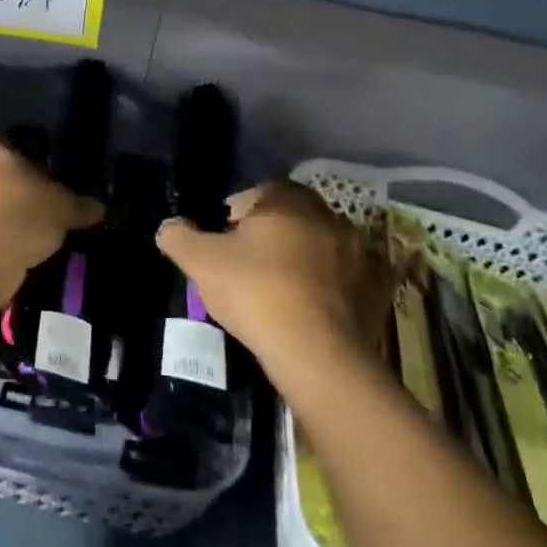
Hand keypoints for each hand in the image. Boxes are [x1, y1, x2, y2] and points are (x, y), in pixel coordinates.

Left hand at [0, 137, 102, 310]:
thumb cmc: (17, 218)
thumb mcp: (62, 209)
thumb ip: (80, 205)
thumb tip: (100, 208)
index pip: (13, 152)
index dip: (37, 173)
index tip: (52, 193)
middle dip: (17, 195)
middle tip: (44, 215)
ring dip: (3, 220)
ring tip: (30, 240)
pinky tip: (11, 255)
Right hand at [157, 180, 389, 372]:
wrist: (318, 353)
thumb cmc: (256, 292)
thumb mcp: (200, 262)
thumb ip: (179, 237)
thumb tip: (169, 227)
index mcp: (287, 200)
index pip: (255, 193)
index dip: (233, 215)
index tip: (221, 242)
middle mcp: (328, 216)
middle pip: (290, 218)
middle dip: (269, 235)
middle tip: (245, 266)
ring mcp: (358, 252)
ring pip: (320, 247)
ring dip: (301, 259)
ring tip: (278, 290)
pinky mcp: (377, 289)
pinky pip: (347, 278)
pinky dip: (330, 287)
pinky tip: (311, 308)